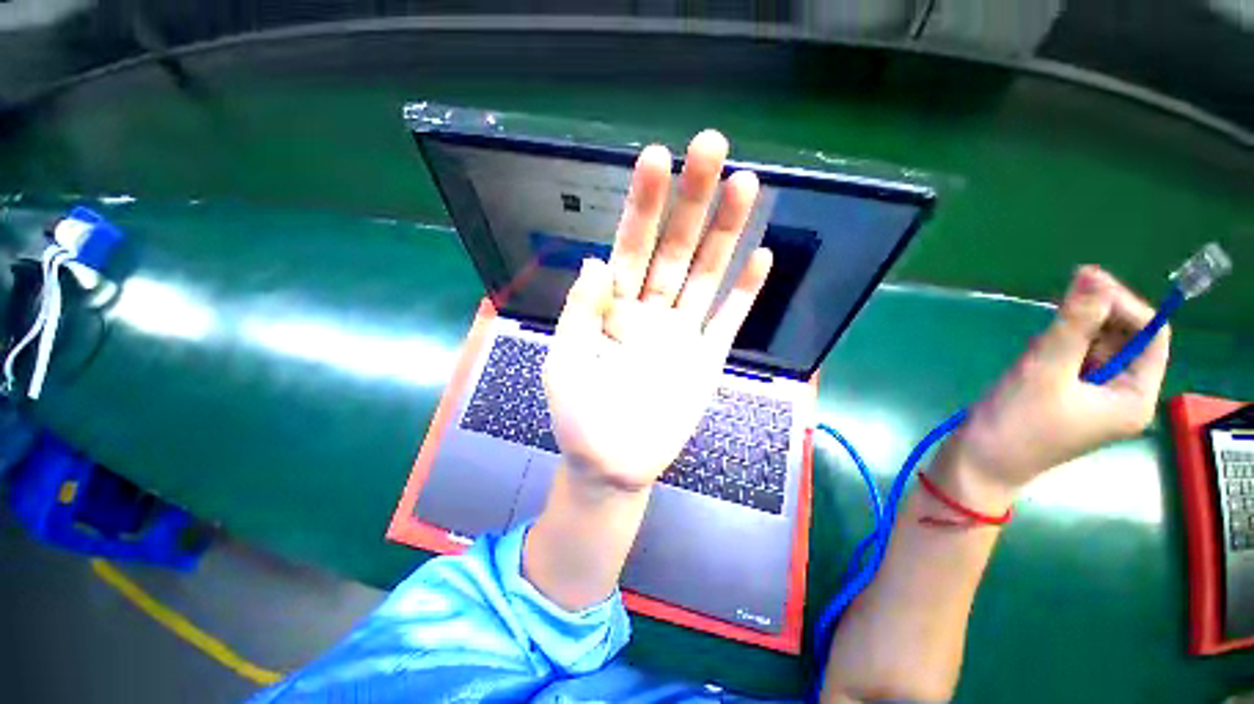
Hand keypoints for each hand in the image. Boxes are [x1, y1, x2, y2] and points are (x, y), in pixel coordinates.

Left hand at [542, 130, 772, 493]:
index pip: (629, 247)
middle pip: (673, 248)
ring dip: (726, 232)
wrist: (612, 466)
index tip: (657, 158)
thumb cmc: (580, 420)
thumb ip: (578, 313)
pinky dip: (746, 291)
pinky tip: (763, 257)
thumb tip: (594, 260)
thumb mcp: (564, 365)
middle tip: (712, 146)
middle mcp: (650, 311)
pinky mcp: (707, 358)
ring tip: (746, 184)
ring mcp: (682, 332)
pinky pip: (729, 319)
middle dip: (691, 200)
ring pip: (707, 274)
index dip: (642, 206)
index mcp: (612, 309)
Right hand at [946, 266, 1170, 502]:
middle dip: (1090, 322)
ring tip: (1035, 352)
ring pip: (1094, 347)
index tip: (1084, 283)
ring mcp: (1094, 398)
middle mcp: (1122, 396)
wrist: (978, 462)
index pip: (1150, 335)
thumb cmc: (1017, 423)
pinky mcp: (1067, 397)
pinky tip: (1031, 360)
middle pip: (1123, 339)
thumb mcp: (1044, 370)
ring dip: (1067, 338)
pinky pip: (1073, 360)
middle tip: (1053, 318)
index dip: (1124, 304)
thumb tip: (1092, 272)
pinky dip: (1055, 350)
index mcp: (1134, 396)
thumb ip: (1073, 322)